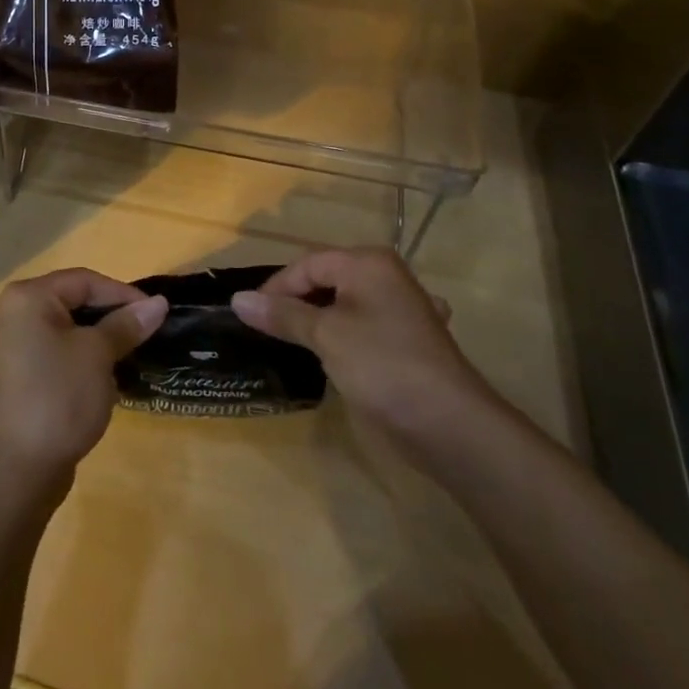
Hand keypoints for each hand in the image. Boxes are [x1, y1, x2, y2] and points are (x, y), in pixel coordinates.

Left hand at [0, 268, 167, 491]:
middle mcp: (2, 313)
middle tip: (135, 336)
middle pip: (61, 302)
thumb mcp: (99, 355)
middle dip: (100, 316)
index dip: (121, 294)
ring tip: (101, 351)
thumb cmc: (60, 399)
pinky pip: (5, 353)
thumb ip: (126, 324)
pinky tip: (20, 348)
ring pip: (38, 326)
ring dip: (69, 334)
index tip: (153, 314)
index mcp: (26, 297)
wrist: (18, 471)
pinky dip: (22, 349)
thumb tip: (157, 303)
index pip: (83, 281)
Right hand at [231, 246, 495, 440]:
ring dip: (316, 322)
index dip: (275, 288)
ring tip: (290, 344)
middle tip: (267, 330)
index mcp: (367, 263)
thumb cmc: (382, 365)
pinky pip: (360, 327)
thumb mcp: (325, 335)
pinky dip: (340, 337)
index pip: (307, 264)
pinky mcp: (405, 341)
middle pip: (325, 280)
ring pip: (342, 305)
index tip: (250, 316)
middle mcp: (385, 277)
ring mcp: (400, 309)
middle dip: (295, 303)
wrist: (450, 425)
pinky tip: (330, 357)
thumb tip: (237, 300)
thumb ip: (282, 314)